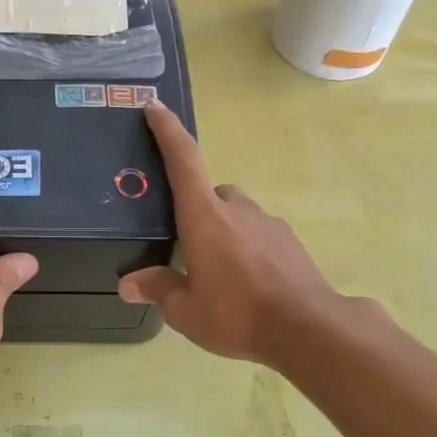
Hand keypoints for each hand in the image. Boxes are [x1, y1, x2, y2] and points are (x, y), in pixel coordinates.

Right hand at [119, 101, 344, 364]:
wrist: (308, 329)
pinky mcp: (290, 242)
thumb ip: (158, 289)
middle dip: (196, 209)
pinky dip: (247, 247)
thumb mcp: (186, 310)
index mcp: (204, 216)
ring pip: (237, 214)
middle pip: (210, 192)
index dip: (167, 130)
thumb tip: (128, 284)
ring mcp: (268, 223)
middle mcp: (236, 209)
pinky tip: (247, 282)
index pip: (183, 160)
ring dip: (223, 230)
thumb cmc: (237, 314)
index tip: (155, 107)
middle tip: (185, 243)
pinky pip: (259, 234)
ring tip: (217, 271)